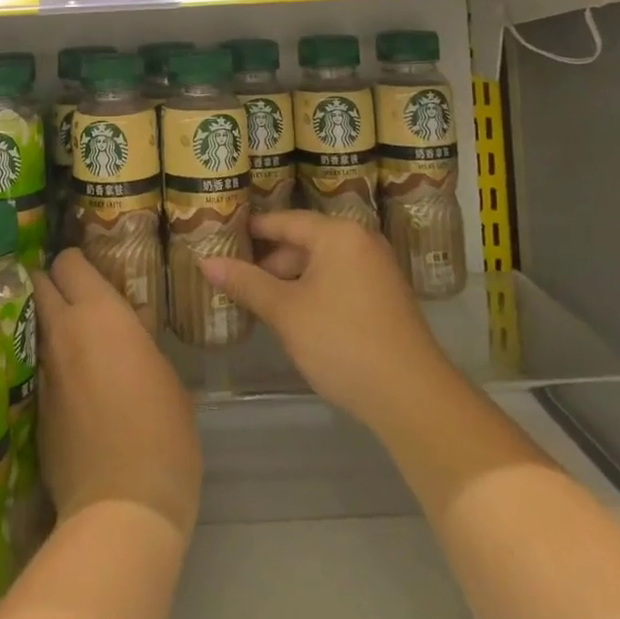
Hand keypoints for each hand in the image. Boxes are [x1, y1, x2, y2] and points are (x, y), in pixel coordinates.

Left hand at [34, 249, 201, 538]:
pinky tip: (69, 385)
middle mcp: (63, 331)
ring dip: (48, 325)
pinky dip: (49, 366)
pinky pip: (38, 369)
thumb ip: (141, 340)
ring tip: (71, 339)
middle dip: (51, 283)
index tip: (89, 272)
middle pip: (39, 283)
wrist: (122, 508)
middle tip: (72, 297)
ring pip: (35, 326)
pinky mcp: (35, 409)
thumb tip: (133, 325)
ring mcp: (44, 371)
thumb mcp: (166, 375)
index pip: (69, 261)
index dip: (75, 262)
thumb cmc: (162, 430)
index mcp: (99, 312)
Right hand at [201, 210, 451, 424]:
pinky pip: (341, 280)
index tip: (224, 234)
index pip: (286, 220)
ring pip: (323, 263)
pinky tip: (297, 317)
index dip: (254, 229)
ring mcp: (378, 268)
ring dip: (293, 280)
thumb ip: (247, 283)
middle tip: (237, 277)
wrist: (413, 397)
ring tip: (261, 301)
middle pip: (305, 241)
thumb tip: (205, 262)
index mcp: (338, 233)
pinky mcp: (387, 296)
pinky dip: (316, 291)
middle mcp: (361, 240)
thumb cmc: (343, 342)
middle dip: (271, 261)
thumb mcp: (287, 312)